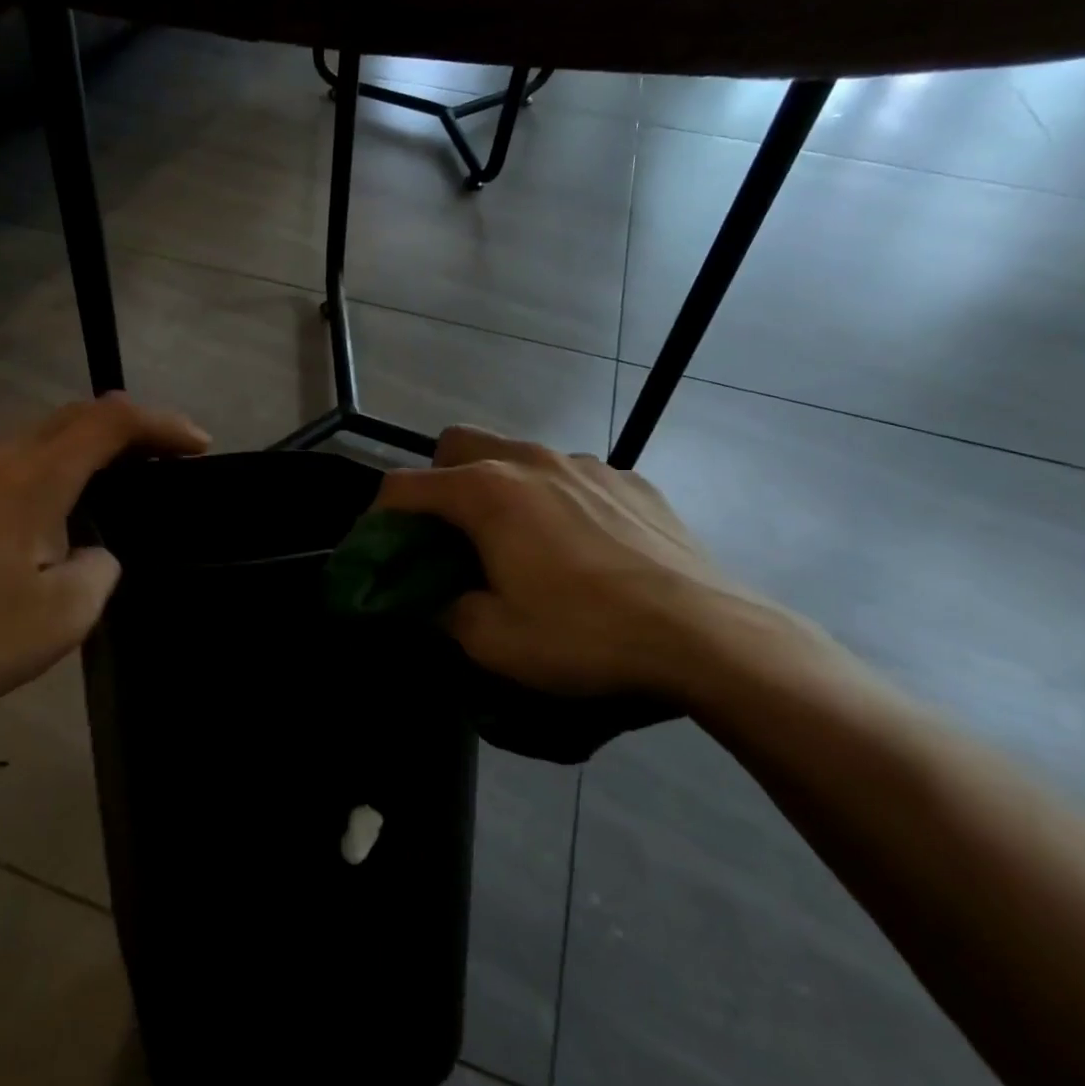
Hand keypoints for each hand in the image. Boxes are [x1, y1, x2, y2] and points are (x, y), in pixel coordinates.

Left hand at [0, 394, 209, 720]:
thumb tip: (93, 552)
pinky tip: (77, 504)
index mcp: (35, 477)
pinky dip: (66, 465)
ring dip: (95, 443)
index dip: (161, 424)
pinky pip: (26, 463)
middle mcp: (3, 462)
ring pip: (47, 436)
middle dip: (132, 425)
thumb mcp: (66, 611)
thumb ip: (101, 566)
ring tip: (134, 473)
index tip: (200, 447)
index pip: (109, 422)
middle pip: (76, 416)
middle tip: (173, 454)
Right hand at [375, 425, 800, 702]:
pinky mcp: (631, 480)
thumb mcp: (493, 641)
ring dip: (500, 488)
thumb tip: (434, 600)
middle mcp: (530, 460)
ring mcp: (586, 464)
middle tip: (451, 535)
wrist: (705, 635)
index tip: (381, 549)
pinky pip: (573, 477)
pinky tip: (582, 547)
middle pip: (458, 444)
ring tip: (521, 542)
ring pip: (518, 455)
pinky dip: (557, 500)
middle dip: (438, 481)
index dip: (379, 517)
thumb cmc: (584, 635)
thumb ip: (445, 611)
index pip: (404, 486)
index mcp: (486, 492)